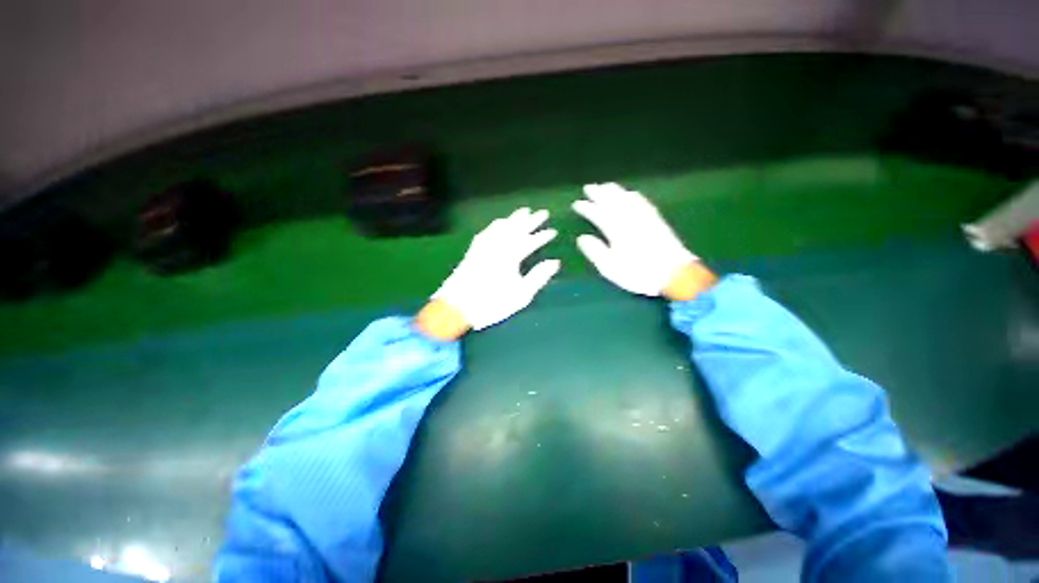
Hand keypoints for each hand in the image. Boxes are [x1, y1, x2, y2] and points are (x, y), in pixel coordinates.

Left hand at [418, 208, 559, 338]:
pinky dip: (496, 225)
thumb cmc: (492, 303)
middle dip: (531, 220)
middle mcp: (497, 247)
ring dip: (514, 218)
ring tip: (523, 212)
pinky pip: (487, 232)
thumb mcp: (521, 295)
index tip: (554, 231)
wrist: (457, 307)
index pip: (530, 241)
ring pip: (501, 227)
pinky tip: (498, 224)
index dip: (542, 236)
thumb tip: (554, 262)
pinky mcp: (473, 251)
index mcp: (510, 257)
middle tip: (542, 212)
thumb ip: (538, 277)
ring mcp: (483, 247)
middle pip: (516, 229)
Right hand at [574, 183, 713, 299]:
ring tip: (606, 186)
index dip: (587, 208)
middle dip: (600, 193)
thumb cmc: (638, 273)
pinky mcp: (657, 220)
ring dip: (616, 191)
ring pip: (627, 198)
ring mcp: (645, 218)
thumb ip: (595, 251)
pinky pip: (642, 202)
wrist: (674, 274)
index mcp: (616, 230)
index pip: (598, 214)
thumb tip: (582, 238)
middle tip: (589, 187)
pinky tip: (632, 194)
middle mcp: (630, 219)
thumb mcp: (610, 267)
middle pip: (613, 201)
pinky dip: (633, 196)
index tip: (577, 203)